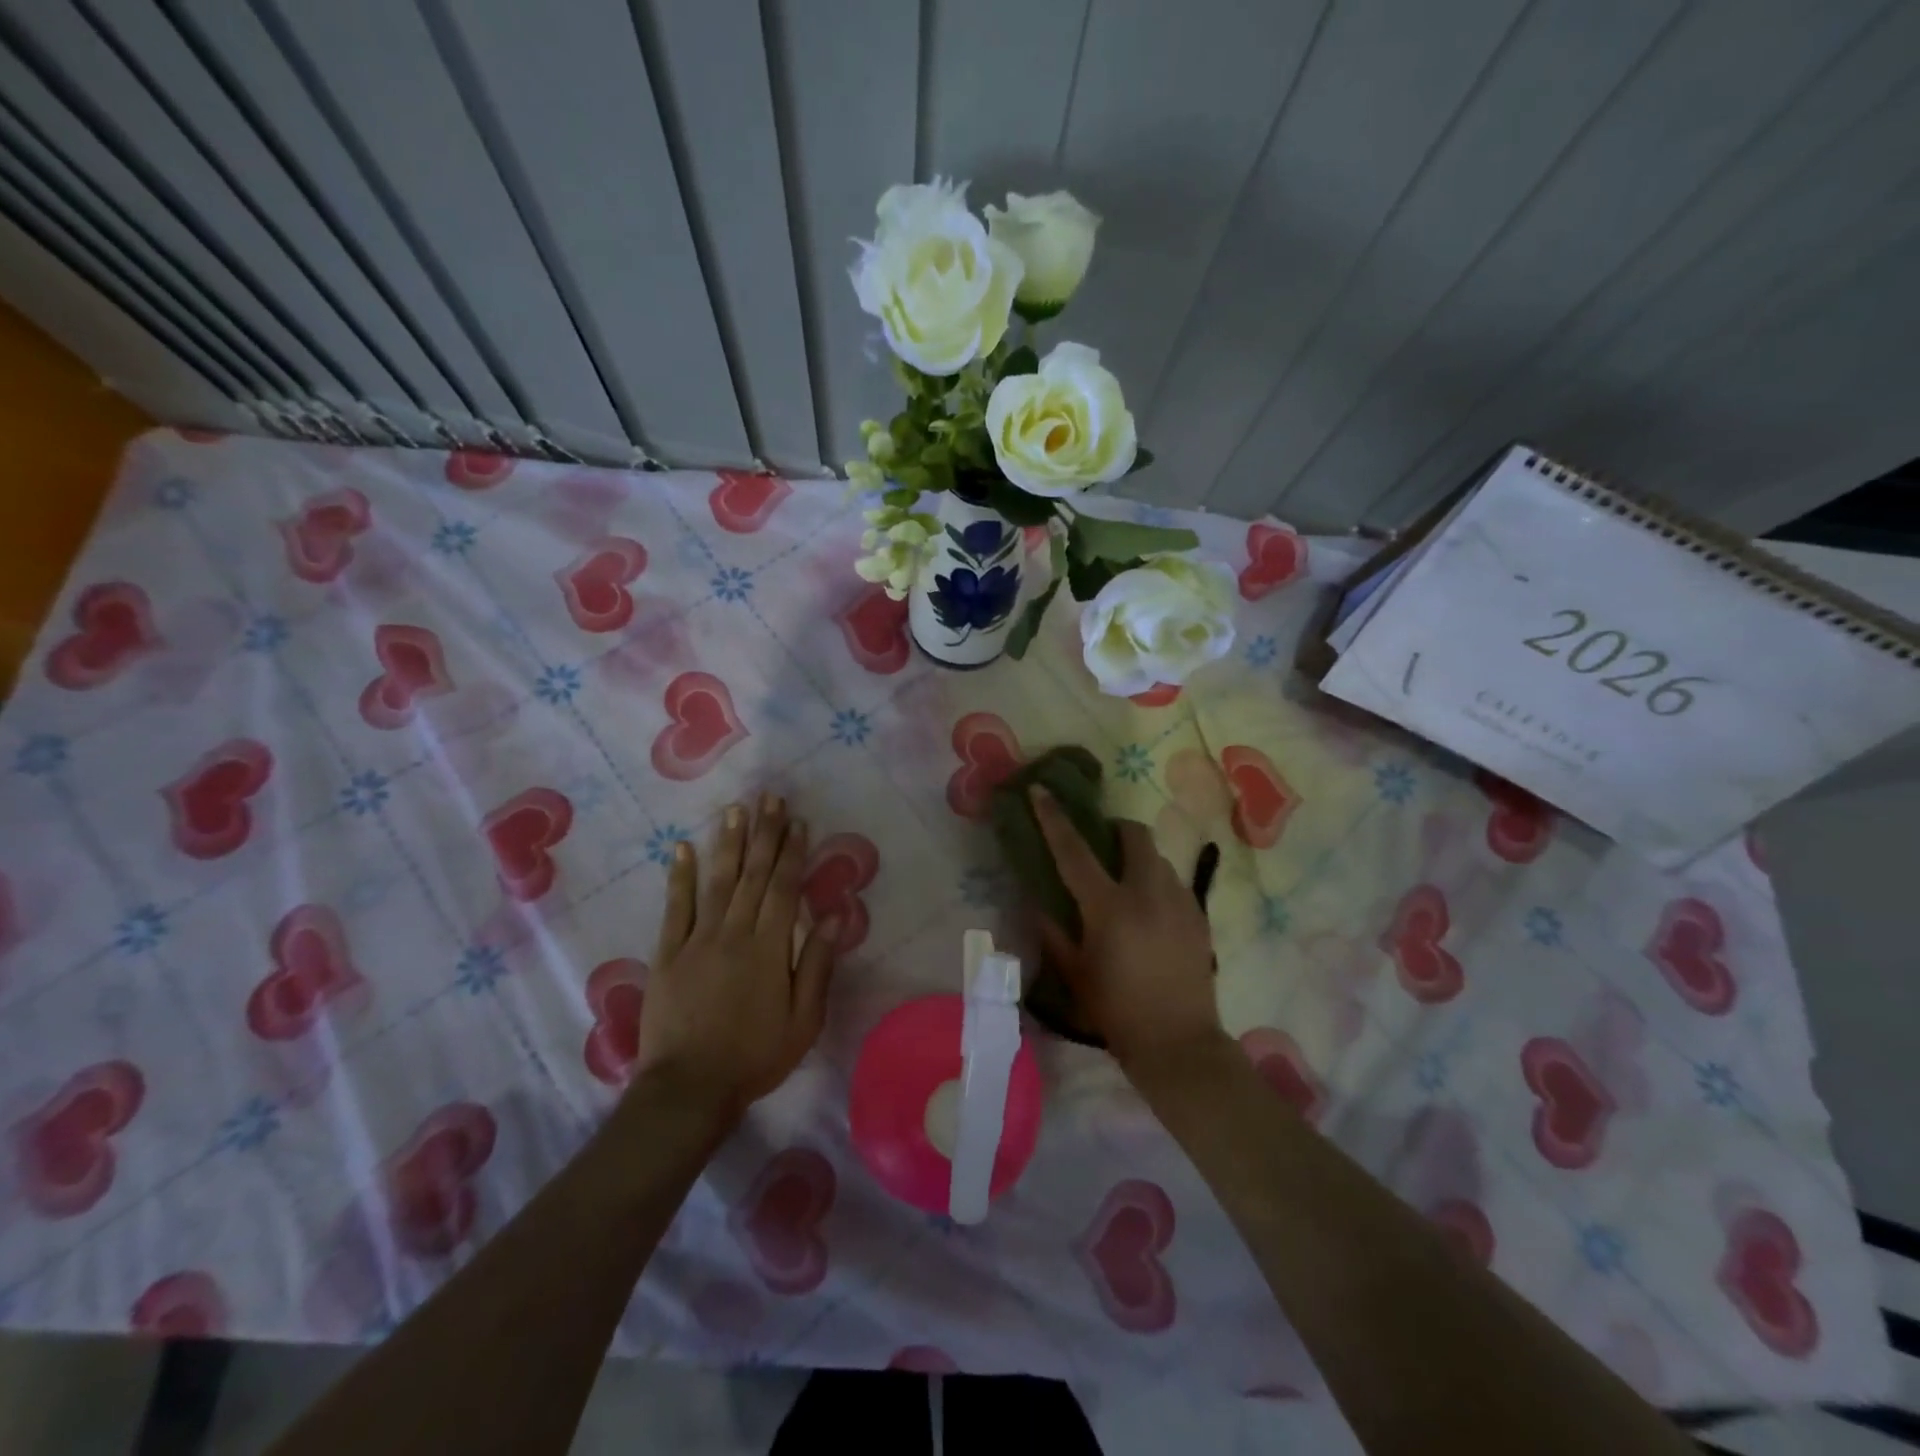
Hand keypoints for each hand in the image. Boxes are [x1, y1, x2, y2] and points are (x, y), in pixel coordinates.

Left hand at [637, 795, 837, 1123]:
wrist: (689, 1089)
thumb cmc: (755, 1056)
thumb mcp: (803, 1019)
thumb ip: (816, 964)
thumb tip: (833, 915)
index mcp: (769, 947)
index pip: (783, 888)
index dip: (793, 853)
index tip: (798, 822)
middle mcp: (734, 933)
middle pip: (753, 875)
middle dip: (764, 834)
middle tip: (770, 798)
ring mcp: (697, 940)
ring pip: (717, 881)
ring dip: (729, 843)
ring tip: (736, 810)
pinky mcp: (668, 954)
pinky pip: (675, 908)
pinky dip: (680, 877)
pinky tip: (683, 848)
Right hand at [1029, 785, 1223, 1071]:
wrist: (1178, 1044)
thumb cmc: (1116, 1011)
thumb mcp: (1074, 974)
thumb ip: (1053, 932)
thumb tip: (1036, 903)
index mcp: (1109, 907)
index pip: (1075, 851)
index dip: (1054, 818)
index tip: (1042, 791)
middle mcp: (1148, 893)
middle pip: (1134, 835)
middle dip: (1115, 828)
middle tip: (1101, 844)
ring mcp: (1179, 902)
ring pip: (1158, 857)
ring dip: (1137, 858)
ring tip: (1126, 883)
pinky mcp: (1199, 917)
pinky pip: (1174, 883)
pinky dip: (1157, 883)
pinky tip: (1149, 912)